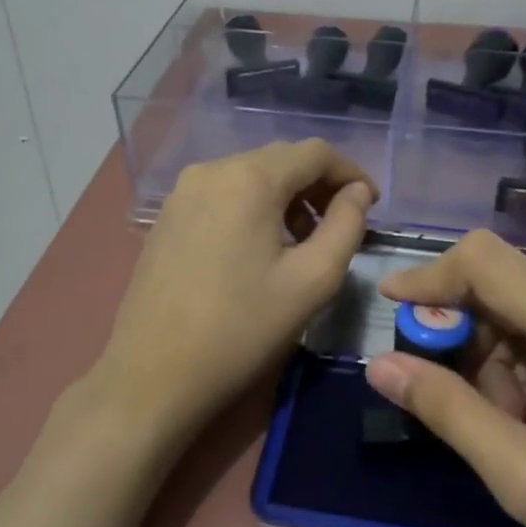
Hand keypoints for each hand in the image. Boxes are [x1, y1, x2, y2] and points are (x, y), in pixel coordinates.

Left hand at [95, 139, 376, 450]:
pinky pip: (223, 195)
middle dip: (318, 186)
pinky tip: (260, 248)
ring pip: (250, 176)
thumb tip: (357, 193)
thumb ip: (346, 226)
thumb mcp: (312, 280)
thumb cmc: (242, 328)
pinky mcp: (167, 216)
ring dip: (286, 198)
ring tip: (304, 241)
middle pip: (280, 160)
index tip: (371, 205)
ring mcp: (182, 192)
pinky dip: (253, 208)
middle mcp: (211, 170)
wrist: (153, 374)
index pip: (315, 152)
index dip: (351, 173)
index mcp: (249, 178)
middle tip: (342, 225)